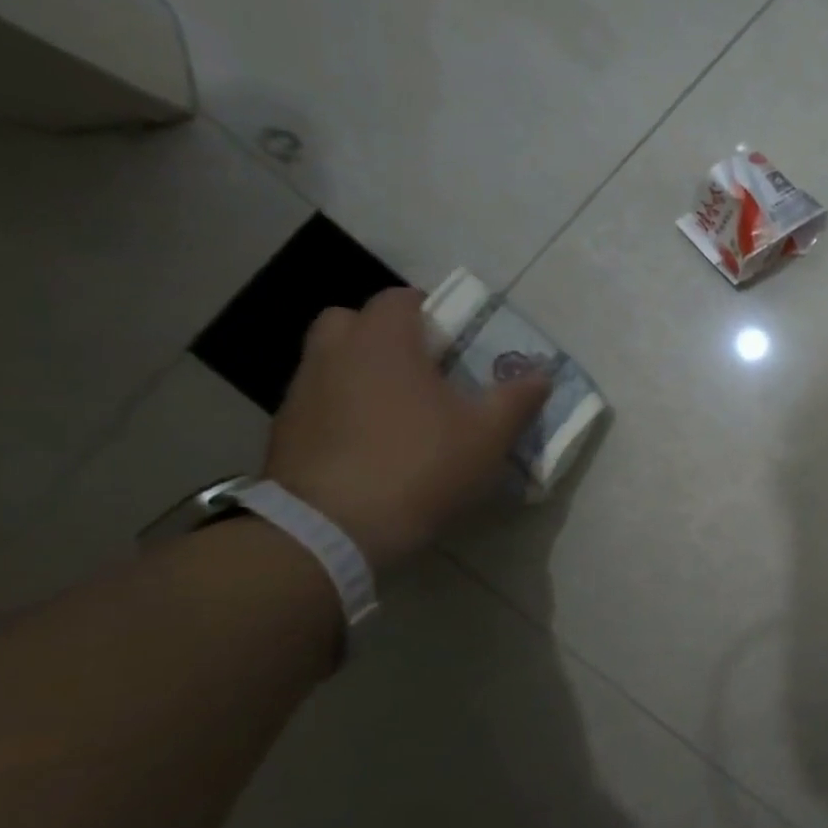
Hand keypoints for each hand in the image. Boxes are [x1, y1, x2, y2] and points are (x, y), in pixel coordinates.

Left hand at [263, 288, 549, 569]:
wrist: (334, 528)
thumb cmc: (422, 465)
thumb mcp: (489, 434)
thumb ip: (518, 398)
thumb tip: (541, 374)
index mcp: (383, 343)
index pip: (399, 299)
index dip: (429, 310)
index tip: (455, 338)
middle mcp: (333, 354)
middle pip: (351, 321)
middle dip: (384, 334)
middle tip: (422, 367)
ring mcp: (301, 392)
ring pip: (331, 361)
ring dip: (361, 372)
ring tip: (399, 409)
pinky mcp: (285, 431)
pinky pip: (320, 401)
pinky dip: (343, 408)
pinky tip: (372, 443)